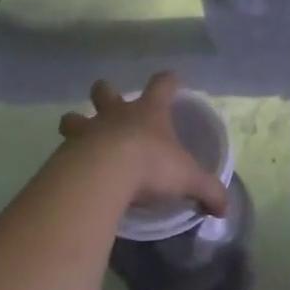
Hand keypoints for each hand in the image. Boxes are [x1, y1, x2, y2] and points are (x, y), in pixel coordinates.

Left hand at [58, 73, 228, 218]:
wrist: (103, 175)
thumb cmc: (151, 166)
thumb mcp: (189, 180)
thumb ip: (208, 191)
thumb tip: (224, 208)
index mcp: (150, 112)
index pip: (162, 85)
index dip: (169, 81)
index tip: (174, 80)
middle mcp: (116, 114)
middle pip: (105, 92)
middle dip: (106, 93)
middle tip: (109, 100)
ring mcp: (88, 130)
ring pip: (74, 117)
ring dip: (76, 122)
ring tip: (80, 134)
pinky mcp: (67, 152)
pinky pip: (64, 150)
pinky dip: (68, 157)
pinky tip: (73, 171)